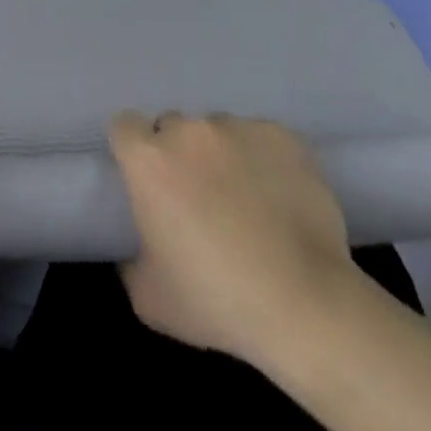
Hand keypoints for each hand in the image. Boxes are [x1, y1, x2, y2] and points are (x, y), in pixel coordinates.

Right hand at [110, 113, 355, 367]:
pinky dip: (263, 160)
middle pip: (173, 127)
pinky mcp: (281, 136)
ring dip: (221, 155)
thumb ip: (131, 259)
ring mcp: (239, 128)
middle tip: (197, 197)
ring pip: (218, 131)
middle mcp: (189, 131)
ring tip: (245, 199)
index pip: (125, 126)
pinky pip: (261, 139)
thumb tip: (139, 246)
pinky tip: (278, 196)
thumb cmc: (216, 302)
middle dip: (179, 154)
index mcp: (149, 161)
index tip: (147, 178)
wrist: (304, 304)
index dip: (133, 150)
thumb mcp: (149, 297)